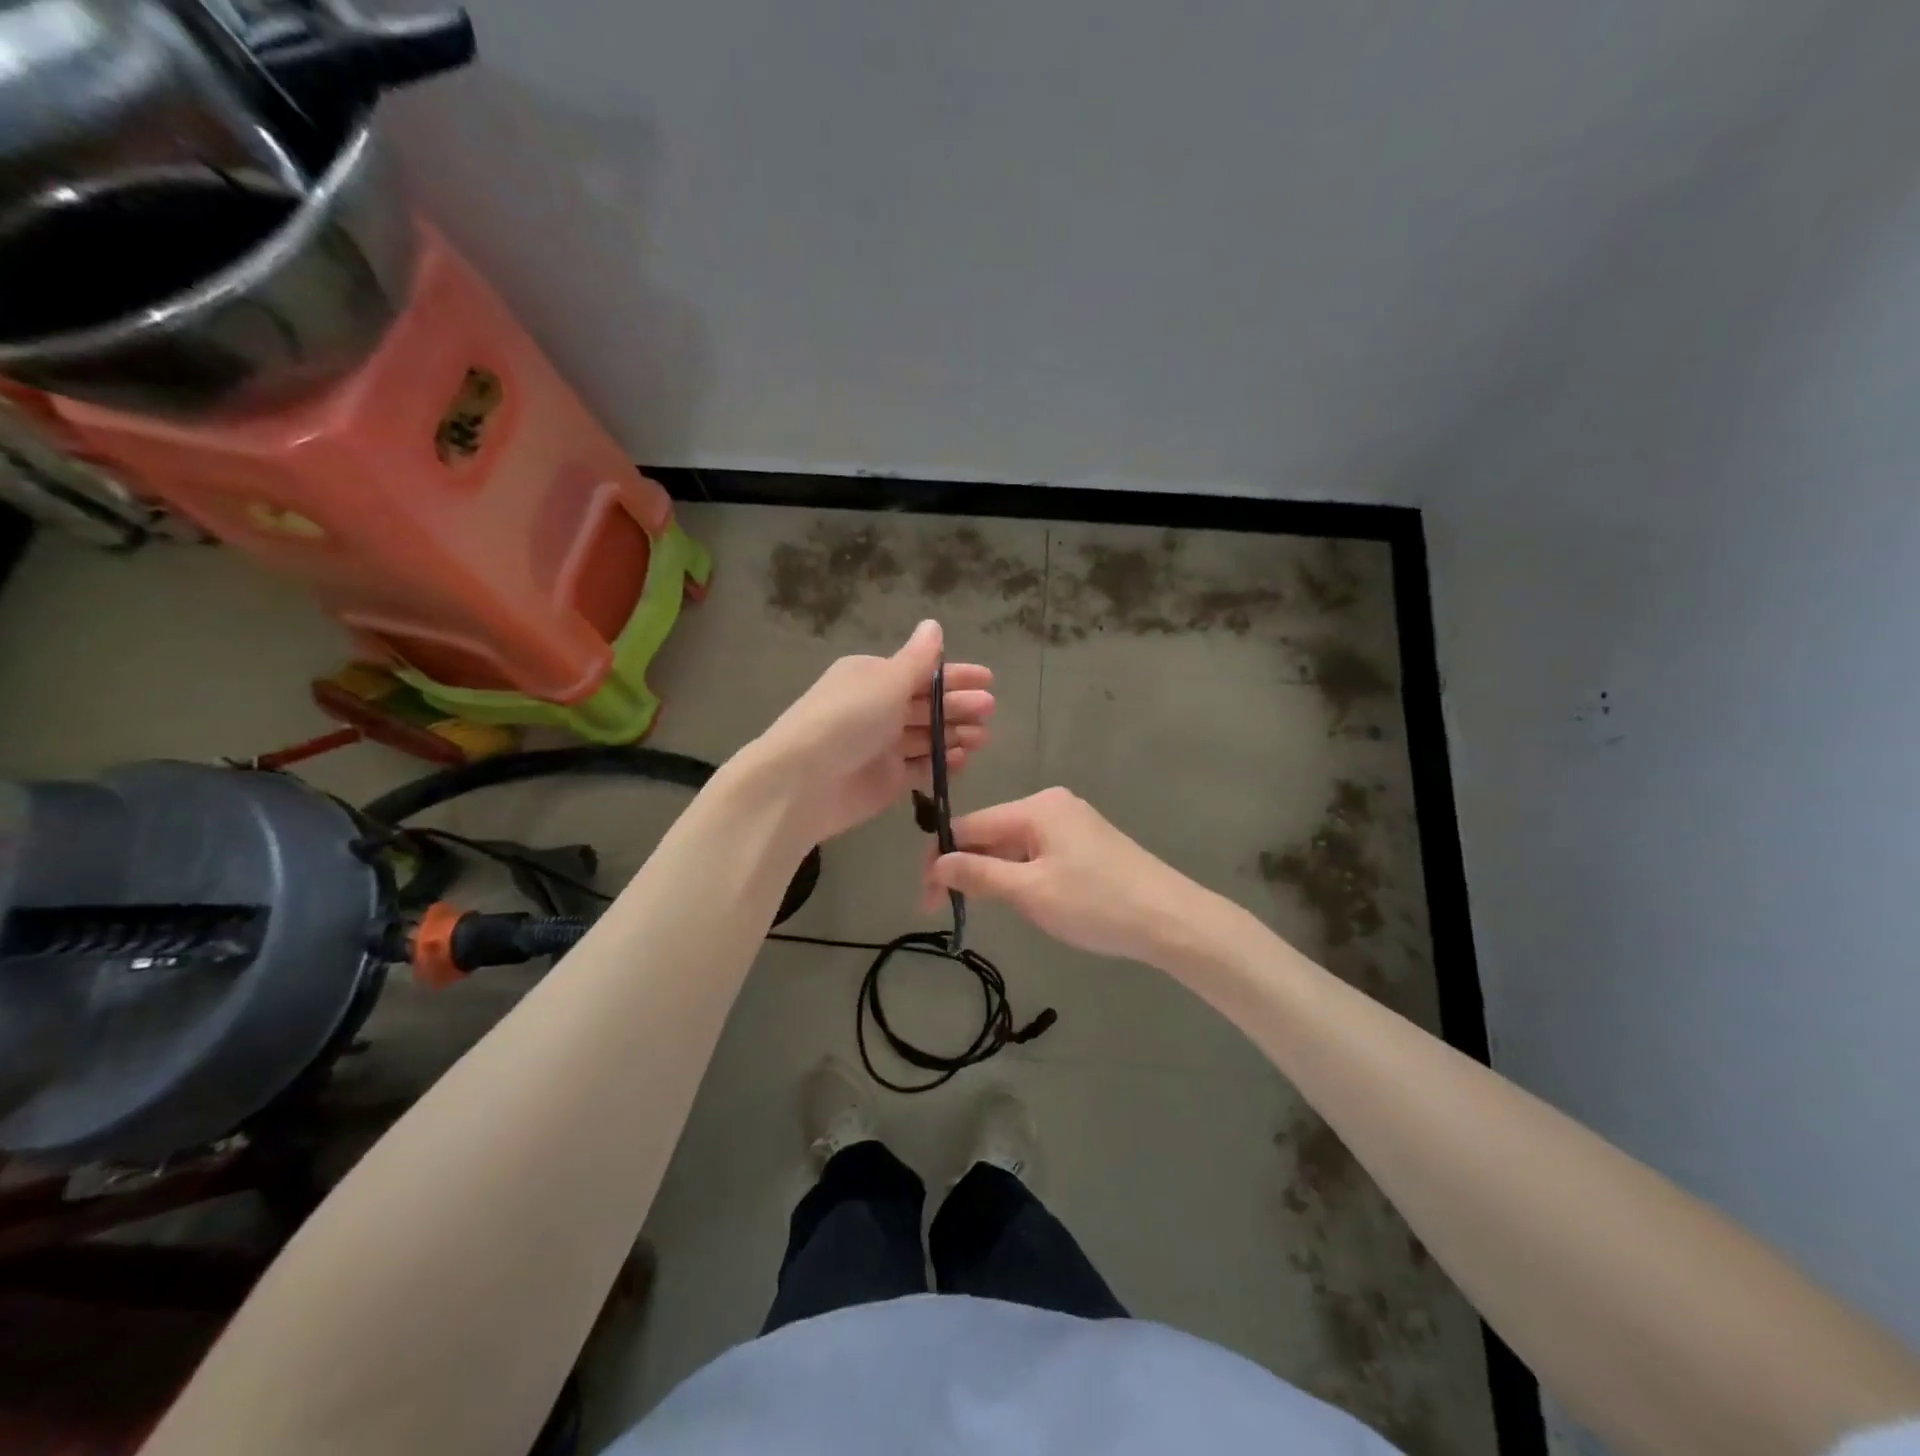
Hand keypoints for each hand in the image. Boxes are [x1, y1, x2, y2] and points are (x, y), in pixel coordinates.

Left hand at [742, 620, 993, 843]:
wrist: (804, 781)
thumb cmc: (847, 719)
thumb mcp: (885, 680)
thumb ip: (917, 658)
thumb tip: (933, 625)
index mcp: (873, 677)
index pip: (922, 672)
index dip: (956, 675)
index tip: (989, 680)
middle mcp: (878, 708)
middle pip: (928, 704)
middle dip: (959, 706)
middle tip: (988, 710)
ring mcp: (882, 746)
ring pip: (928, 736)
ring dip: (955, 733)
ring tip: (982, 737)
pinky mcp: (887, 779)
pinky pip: (921, 767)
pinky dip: (942, 763)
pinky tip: (962, 760)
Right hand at [923, 787, 1213, 964]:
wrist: (1171, 920)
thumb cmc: (1095, 903)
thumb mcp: (1030, 891)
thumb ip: (979, 873)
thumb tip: (935, 862)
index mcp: (1036, 807)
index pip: (970, 826)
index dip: (942, 860)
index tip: (927, 899)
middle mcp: (1052, 805)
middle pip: (991, 833)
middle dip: (967, 869)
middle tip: (947, 910)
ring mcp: (1073, 823)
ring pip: (1014, 846)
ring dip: (993, 874)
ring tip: (985, 909)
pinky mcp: (1087, 843)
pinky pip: (1037, 853)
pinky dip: (1020, 875)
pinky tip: (1021, 899)